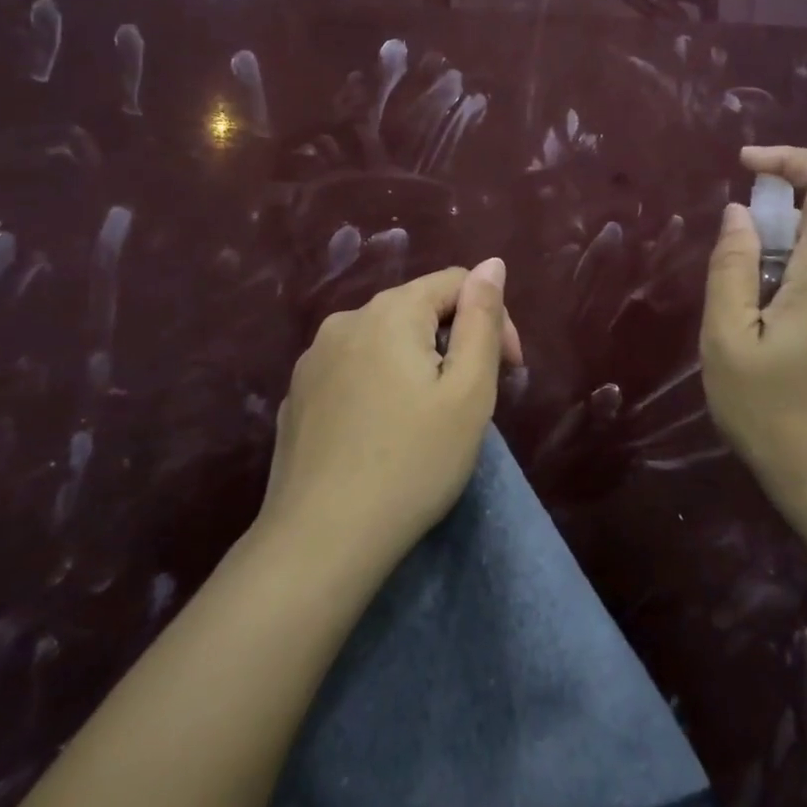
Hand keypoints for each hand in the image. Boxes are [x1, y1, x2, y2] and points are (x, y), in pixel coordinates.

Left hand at [263, 260, 519, 572]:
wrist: (320, 542)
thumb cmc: (413, 463)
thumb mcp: (469, 391)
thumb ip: (483, 319)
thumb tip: (491, 264)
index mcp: (390, 312)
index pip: (455, 283)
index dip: (493, 317)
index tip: (509, 372)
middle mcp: (345, 321)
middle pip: (417, 309)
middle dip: (456, 342)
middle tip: (473, 400)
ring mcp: (313, 360)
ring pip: (383, 341)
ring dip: (418, 364)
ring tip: (430, 419)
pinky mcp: (297, 396)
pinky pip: (353, 371)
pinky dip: (380, 386)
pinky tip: (383, 434)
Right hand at [701, 147, 806, 517]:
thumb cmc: (773, 414)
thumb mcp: (727, 340)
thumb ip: (731, 269)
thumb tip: (739, 215)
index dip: (795, 157)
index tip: (747, 166)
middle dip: (766, 228)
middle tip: (727, 280)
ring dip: (770, 269)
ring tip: (738, 327)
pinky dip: (785, 292)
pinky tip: (761, 344)